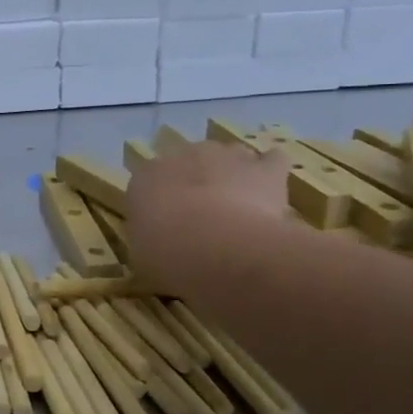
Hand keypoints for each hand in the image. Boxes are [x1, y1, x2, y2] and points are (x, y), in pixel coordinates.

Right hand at [126, 140, 289, 294]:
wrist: (219, 249)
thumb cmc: (168, 256)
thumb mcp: (140, 258)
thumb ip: (147, 242)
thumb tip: (159, 244)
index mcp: (146, 177)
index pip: (149, 181)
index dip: (159, 203)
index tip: (166, 227)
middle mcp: (183, 155)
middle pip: (190, 163)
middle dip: (196, 185)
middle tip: (203, 220)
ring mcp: (226, 156)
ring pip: (230, 157)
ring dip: (233, 176)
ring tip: (240, 208)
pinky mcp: (264, 169)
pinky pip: (272, 161)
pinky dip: (271, 172)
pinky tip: (272, 191)